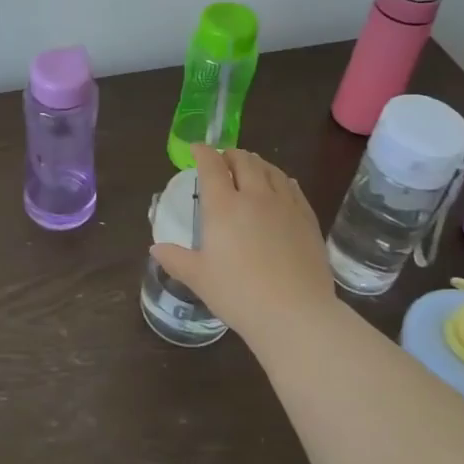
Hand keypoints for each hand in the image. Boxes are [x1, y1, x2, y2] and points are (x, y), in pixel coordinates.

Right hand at [150, 143, 336, 349]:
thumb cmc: (239, 295)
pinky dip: (281, 179)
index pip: (212, 167)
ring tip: (250, 166)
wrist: (295, 314)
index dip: (202, 153)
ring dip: (256, 162)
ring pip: (271, 170)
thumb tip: (156, 248)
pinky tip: (281, 184)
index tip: (196, 149)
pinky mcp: (307, 219)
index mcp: (224, 207)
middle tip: (223, 159)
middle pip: (244, 161)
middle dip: (230, 154)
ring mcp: (285, 206)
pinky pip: (293, 188)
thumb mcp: (199, 278)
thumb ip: (176, 259)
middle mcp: (255, 196)